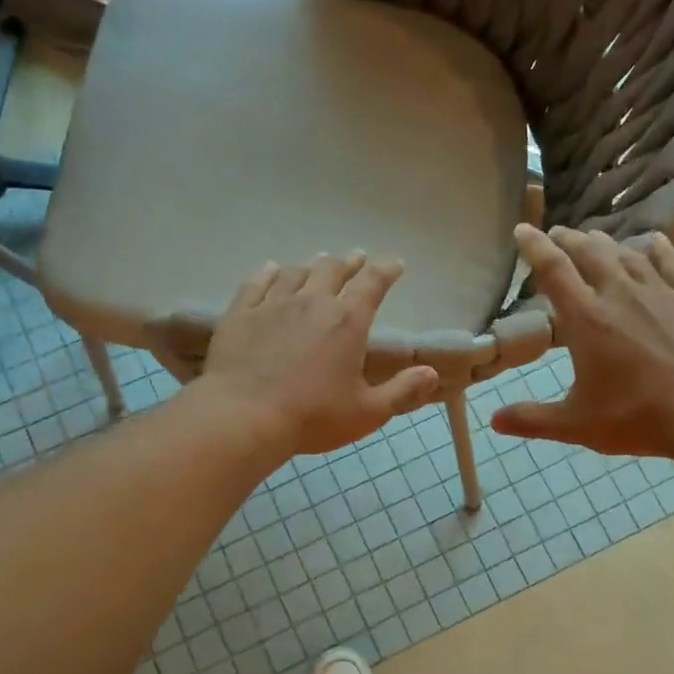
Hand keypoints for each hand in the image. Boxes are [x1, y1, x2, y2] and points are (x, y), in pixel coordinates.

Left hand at [197, 252, 440, 457]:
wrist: (243, 416)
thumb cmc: (312, 416)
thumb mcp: (367, 412)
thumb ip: (402, 391)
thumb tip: (432, 373)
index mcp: (347, 322)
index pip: (372, 284)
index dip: (386, 270)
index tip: (395, 263)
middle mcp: (312, 303)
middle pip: (332, 270)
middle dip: (348, 262)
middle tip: (355, 257)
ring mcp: (272, 305)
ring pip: (295, 273)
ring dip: (311, 265)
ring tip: (318, 261)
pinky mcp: (241, 314)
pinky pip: (256, 283)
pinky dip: (268, 273)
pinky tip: (271, 269)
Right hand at [492, 225, 673, 460]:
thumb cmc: (640, 417)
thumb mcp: (577, 424)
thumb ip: (532, 419)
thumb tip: (494, 421)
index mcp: (587, 319)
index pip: (553, 269)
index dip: (534, 246)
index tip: (521, 229)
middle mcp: (621, 293)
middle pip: (590, 252)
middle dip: (569, 239)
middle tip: (557, 234)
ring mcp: (662, 292)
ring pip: (627, 252)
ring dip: (606, 242)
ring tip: (595, 238)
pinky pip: (671, 262)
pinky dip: (654, 248)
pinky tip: (650, 242)